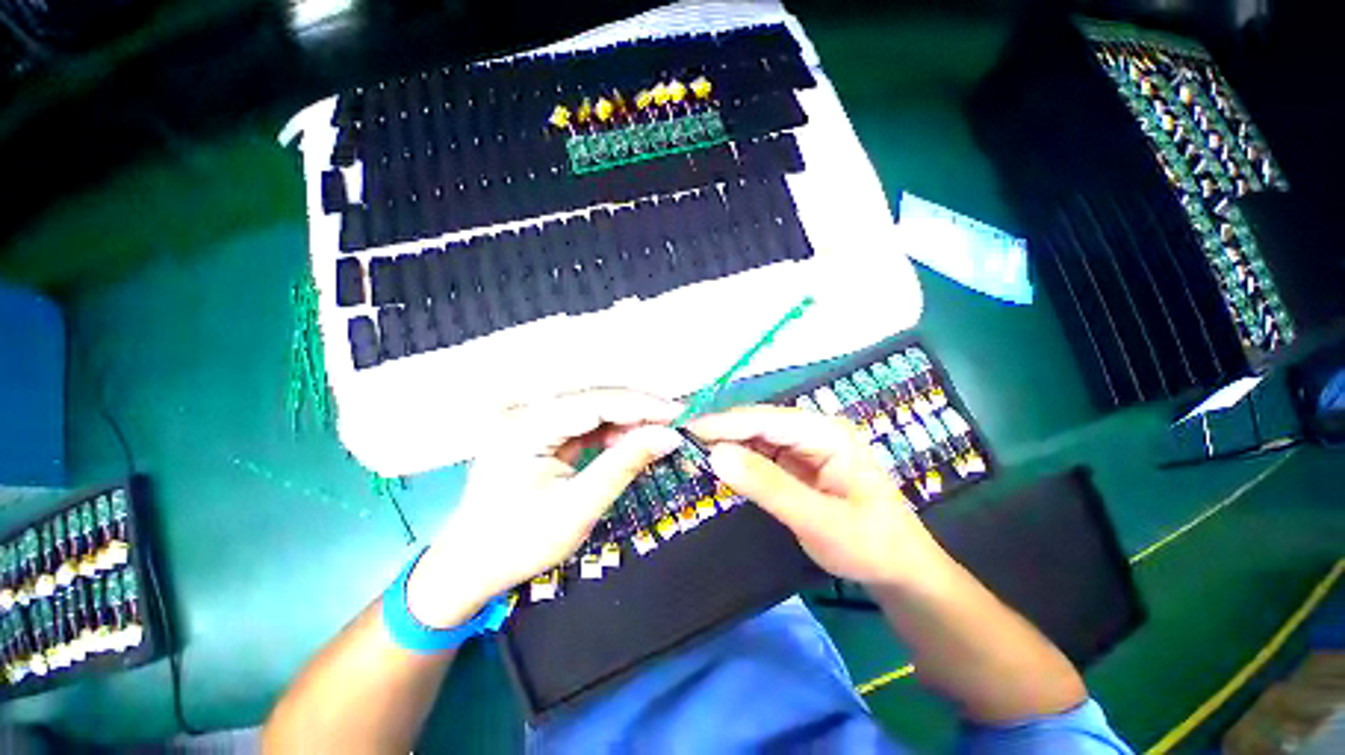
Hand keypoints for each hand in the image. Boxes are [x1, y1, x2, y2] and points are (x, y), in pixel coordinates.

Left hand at [407, 389, 682, 627]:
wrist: (469, 566)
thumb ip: (624, 465)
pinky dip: (609, 430)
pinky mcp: (535, 429)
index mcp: (525, 428)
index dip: (642, 404)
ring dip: (626, 420)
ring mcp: (527, 418)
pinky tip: (628, 442)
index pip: (595, 402)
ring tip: (657, 434)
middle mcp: (523, 412)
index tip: (680, 413)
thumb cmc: (519, 544)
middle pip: (594, 398)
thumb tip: (669, 436)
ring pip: (591, 407)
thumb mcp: (578, 508)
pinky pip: (581, 421)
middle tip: (675, 423)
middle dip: (638, 410)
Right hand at [690, 405, 948, 587]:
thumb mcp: (818, 520)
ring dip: (728, 443)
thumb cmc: (869, 545)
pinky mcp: (798, 462)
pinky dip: (740, 459)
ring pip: (757, 437)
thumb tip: (716, 454)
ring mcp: (806, 445)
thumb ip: (767, 486)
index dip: (725, 423)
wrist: (900, 571)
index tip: (687, 430)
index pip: (766, 420)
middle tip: (683, 441)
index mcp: (827, 433)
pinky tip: (720, 463)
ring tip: (693, 451)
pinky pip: (762, 454)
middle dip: (722, 430)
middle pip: (759, 423)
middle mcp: (815, 430)